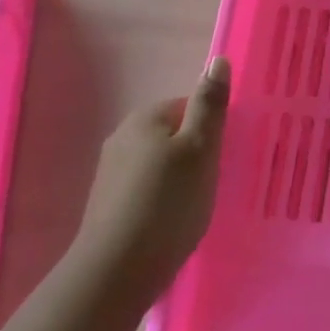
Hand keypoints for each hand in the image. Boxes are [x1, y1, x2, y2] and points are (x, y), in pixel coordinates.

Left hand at [69, 59, 229, 308]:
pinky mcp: (107, 204)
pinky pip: (145, 190)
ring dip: (178, 179)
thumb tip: (218, 59)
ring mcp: (110, 172)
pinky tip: (170, 224)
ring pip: (158, 164)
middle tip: (212, 184)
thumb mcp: (200, 150)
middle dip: (194, 155)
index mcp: (145, 117)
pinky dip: (161, 201)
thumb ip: (210, 105)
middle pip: (173, 135)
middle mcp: (122, 136)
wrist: (116, 271)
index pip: (188, 107)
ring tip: (194, 208)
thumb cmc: (168, 204)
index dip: (210, 130)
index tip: (222, 158)